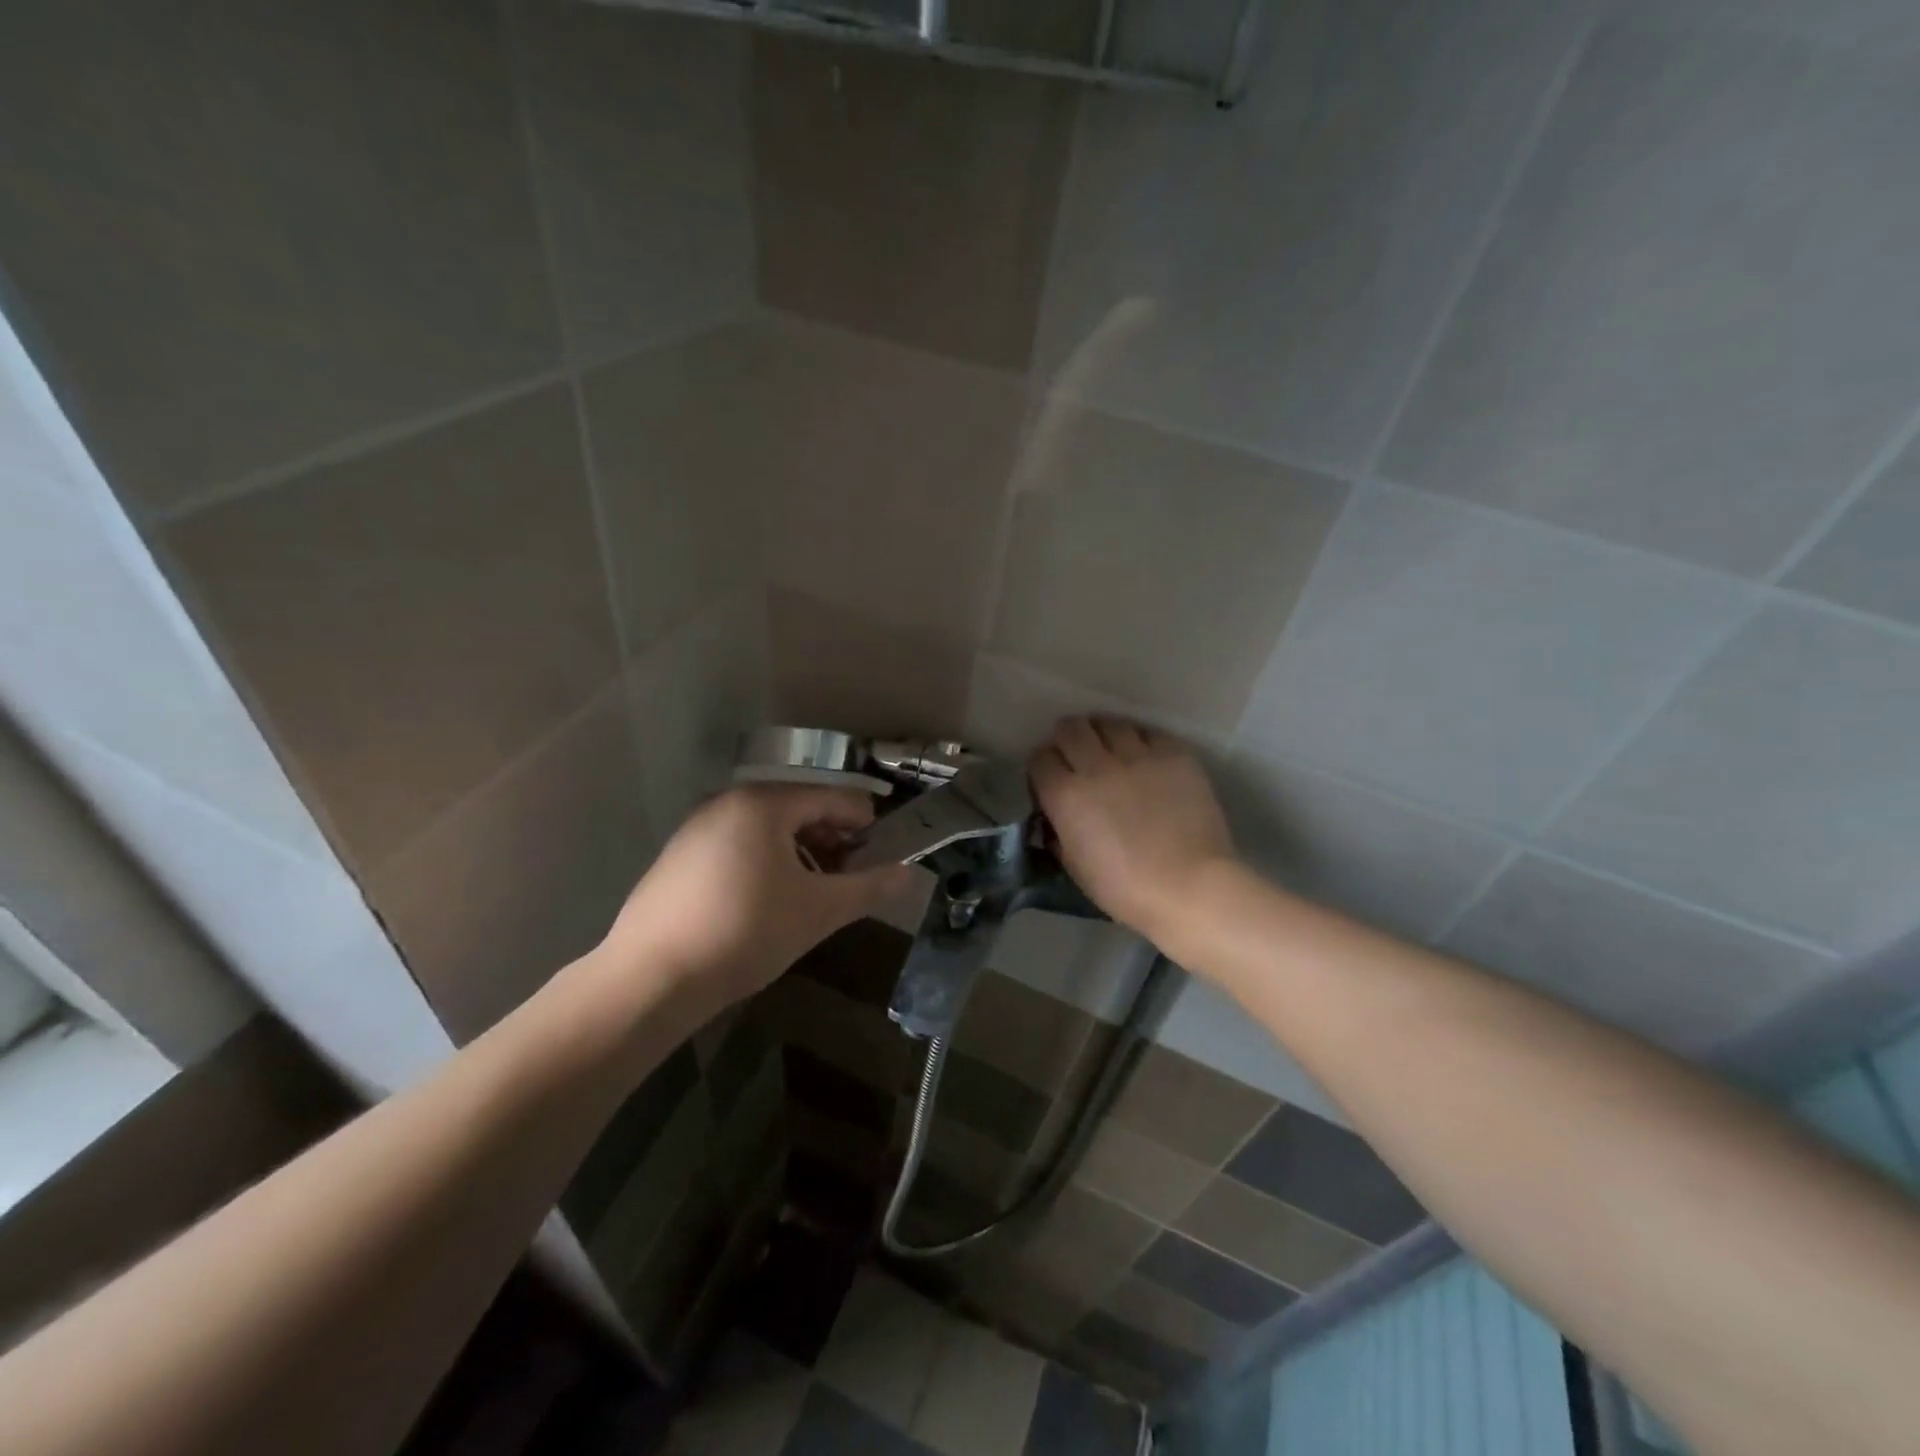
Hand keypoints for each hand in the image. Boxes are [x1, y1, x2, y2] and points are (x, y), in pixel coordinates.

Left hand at [598, 785, 917, 1010]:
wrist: (649, 979)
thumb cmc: (745, 933)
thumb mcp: (818, 911)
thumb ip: (870, 888)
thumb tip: (912, 875)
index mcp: (764, 803)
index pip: (834, 798)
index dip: (865, 825)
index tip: (881, 858)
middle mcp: (729, 801)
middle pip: (800, 808)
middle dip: (833, 841)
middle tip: (849, 880)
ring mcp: (698, 826)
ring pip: (768, 828)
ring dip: (802, 853)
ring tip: (813, 894)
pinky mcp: (679, 854)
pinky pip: (738, 843)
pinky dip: (766, 861)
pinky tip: (768, 902)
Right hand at [1030, 717, 1237, 943]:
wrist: (1191, 887)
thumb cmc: (1126, 889)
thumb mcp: (1075, 867)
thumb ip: (1059, 834)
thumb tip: (1056, 819)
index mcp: (1066, 796)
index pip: (1040, 758)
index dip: (1044, 767)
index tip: (1052, 780)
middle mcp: (1097, 766)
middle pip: (1071, 728)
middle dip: (1068, 739)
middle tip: (1078, 757)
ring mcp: (1138, 755)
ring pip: (1110, 723)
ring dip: (1104, 734)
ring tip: (1112, 751)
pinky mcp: (1174, 754)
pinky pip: (1149, 733)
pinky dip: (1141, 741)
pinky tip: (1146, 759)